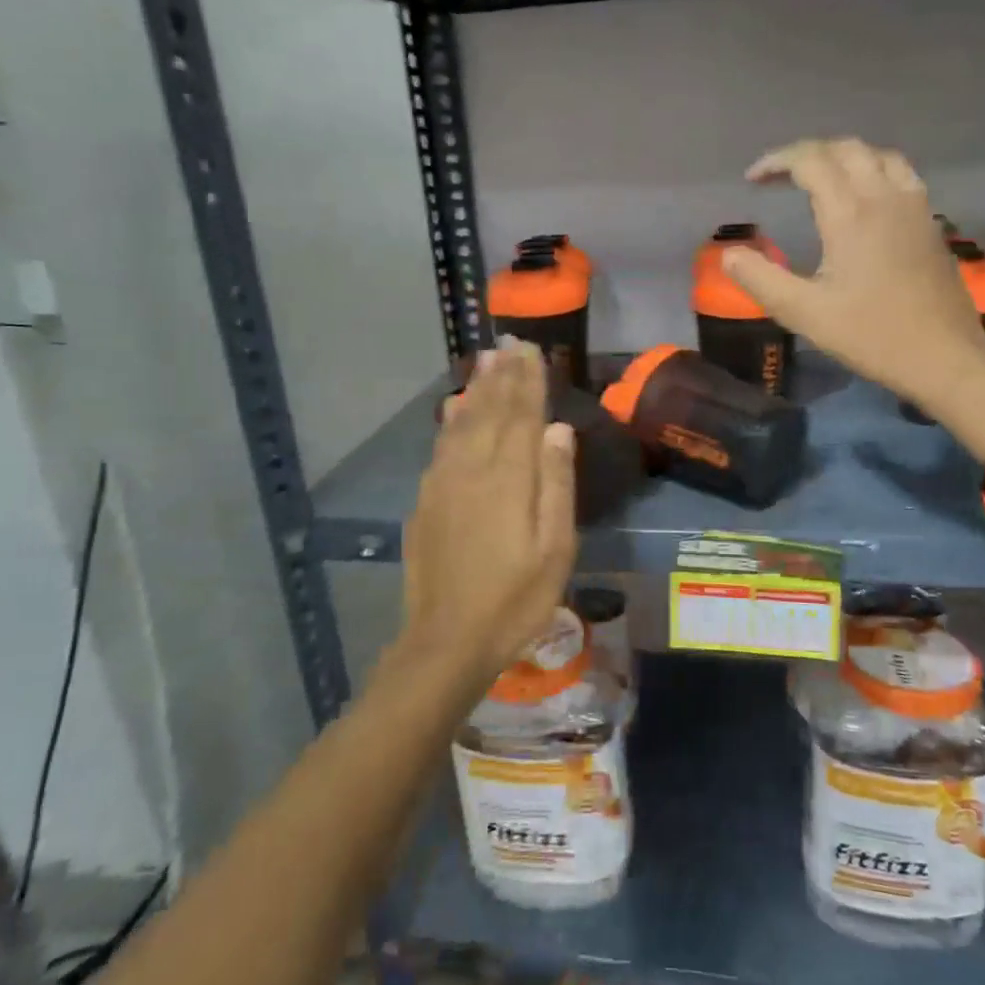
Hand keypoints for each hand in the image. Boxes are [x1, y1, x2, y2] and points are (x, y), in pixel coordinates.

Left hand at [398, 341, 578, 684]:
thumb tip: (558, 430)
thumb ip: (556, 485)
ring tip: (485, 361)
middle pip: (490, 411)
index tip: (532, 351)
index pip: (521, 416)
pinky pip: (441, 446)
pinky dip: (450, 421)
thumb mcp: (554, 549)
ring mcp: (443, 484)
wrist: (447, 640)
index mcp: (509, 479)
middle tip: (510, 344)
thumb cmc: (515, 600)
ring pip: (462, 423)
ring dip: (476, 389)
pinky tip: (454, 409)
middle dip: (502, 376)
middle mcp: (472, 469)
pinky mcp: (426, 501)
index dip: (528, 381)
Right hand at [722, 138, 984, 416]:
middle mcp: (885, 197)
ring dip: (843, 156)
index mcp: (851, 213)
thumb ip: (761, 280)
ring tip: (820, 179)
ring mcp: (914, 206)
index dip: (777, 162)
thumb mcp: (804, 313)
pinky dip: (873, 169)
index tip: (752, 180)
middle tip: (780, 177)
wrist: (944, 356)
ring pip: (878, 155)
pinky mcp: (931, 222)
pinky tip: (865, 197)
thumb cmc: (871, 335)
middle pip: (845, 149)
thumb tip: (728, 255)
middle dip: (807, 154)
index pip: (811, 161)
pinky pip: (900, 173)